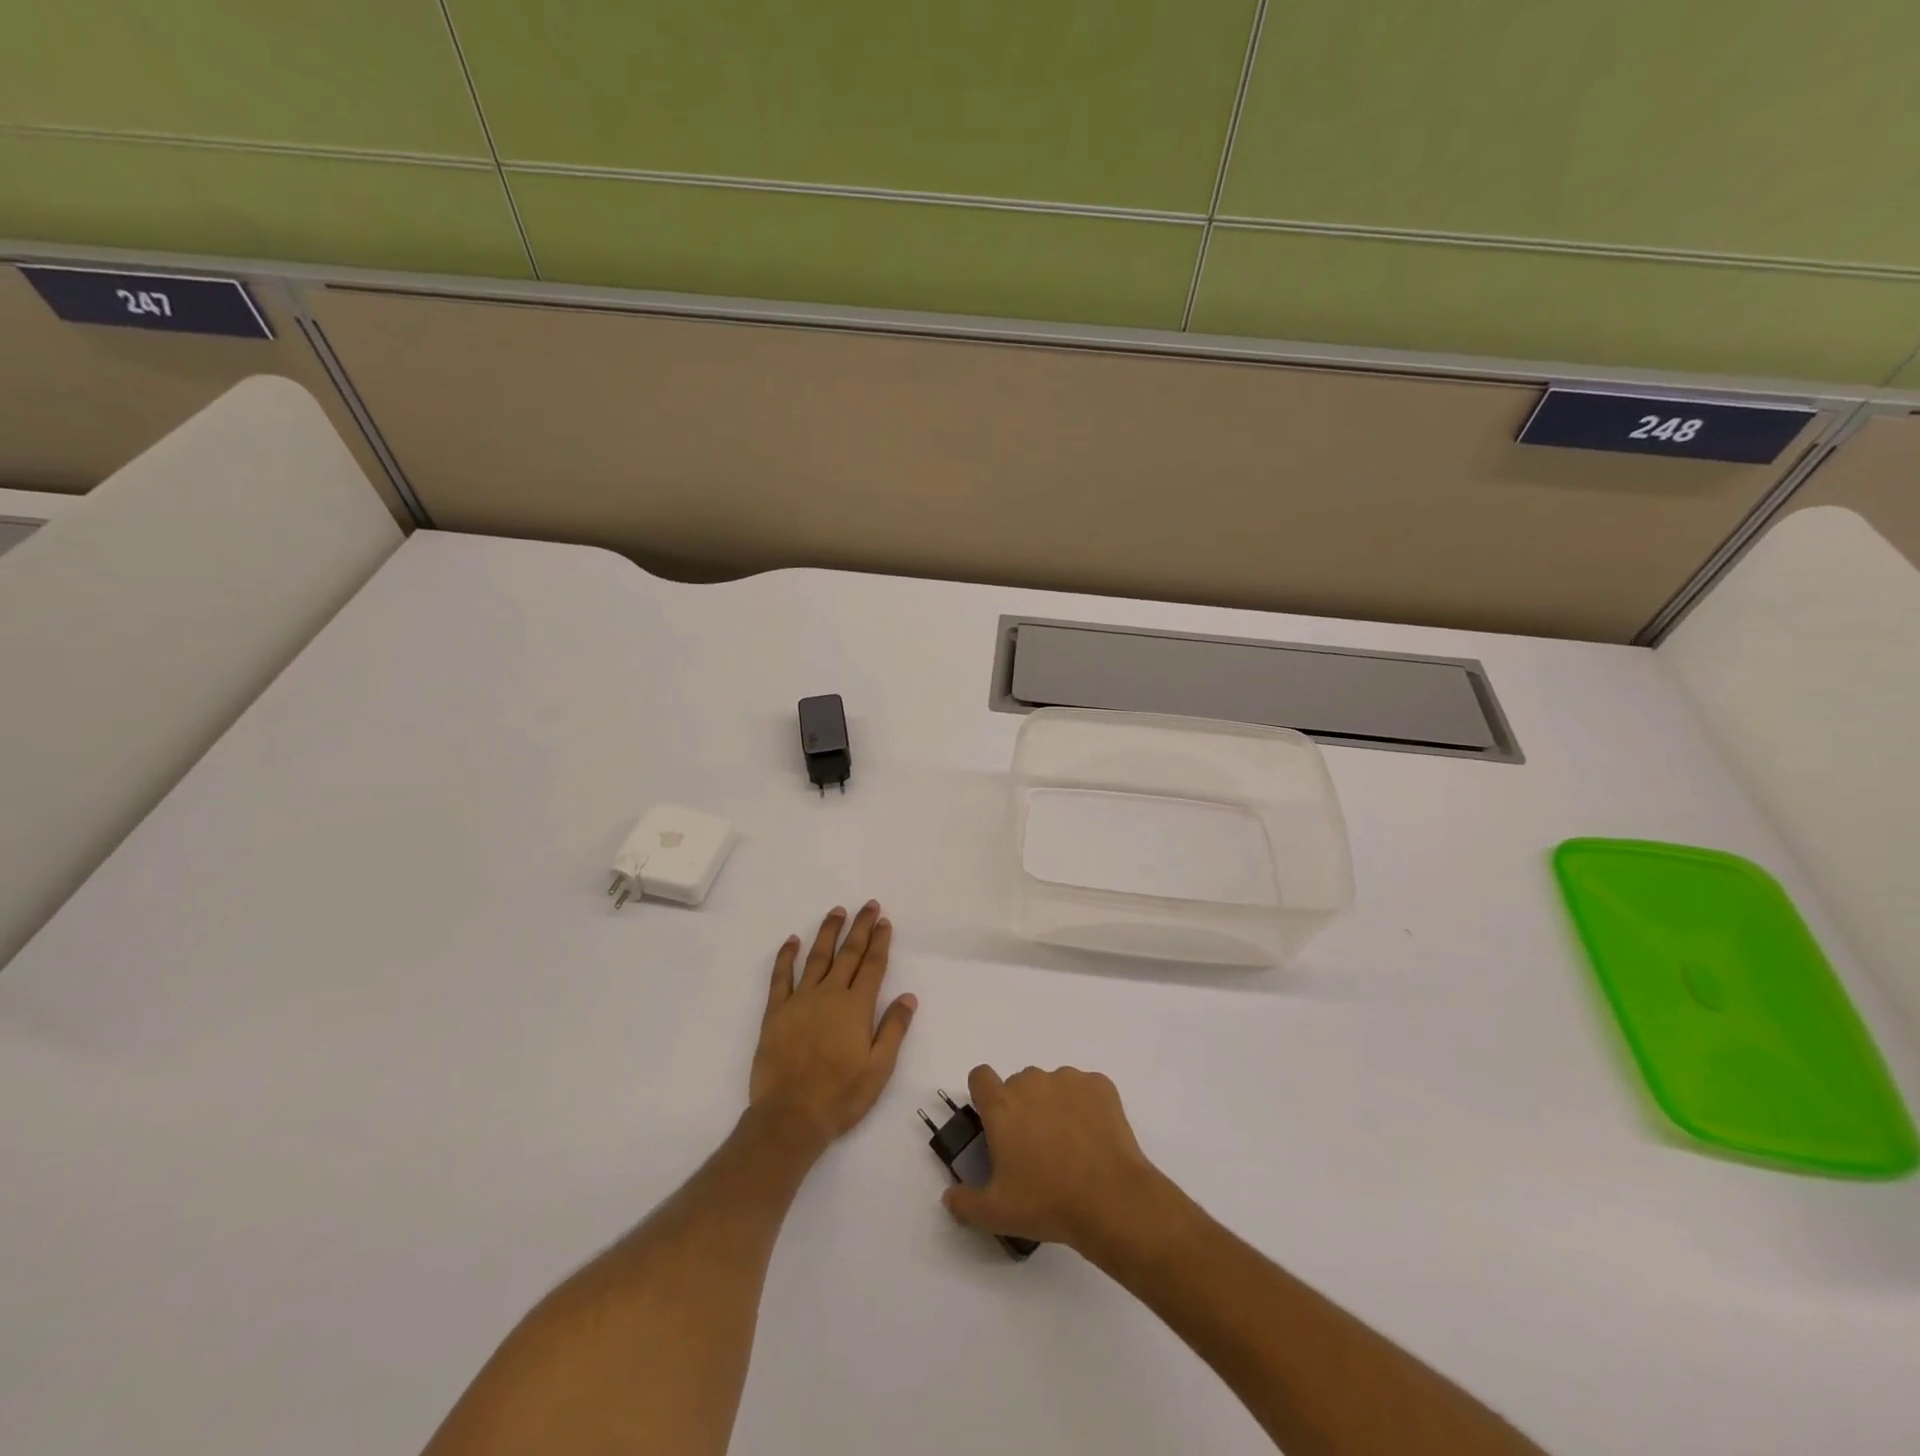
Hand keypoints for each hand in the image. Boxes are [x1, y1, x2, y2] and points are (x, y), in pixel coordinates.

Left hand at [749, 902, 915, 1150]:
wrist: (790, 1116)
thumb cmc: (841, 1095)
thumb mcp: (879, 1068)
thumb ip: (893, 1029)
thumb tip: (908, 996)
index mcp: (856, 1007)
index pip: (872, 965)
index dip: (879, 942)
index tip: (884, 921)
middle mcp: (829, 994)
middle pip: (848, 954)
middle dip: (860, 927)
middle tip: (868, 905)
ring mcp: (800, 1001)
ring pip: (817, 957)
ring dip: (828, 933)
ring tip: (837, 911)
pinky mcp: (775, 1012)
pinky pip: (780, 977)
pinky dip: (786, 957)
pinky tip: (792, 941)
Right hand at [941, 1065, 1170, 1254]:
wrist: (1111, 1199)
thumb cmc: (1047, 1203)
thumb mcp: (997, 1214)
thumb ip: (965, 1203)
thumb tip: (949, 1197)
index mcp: (1002, 1105)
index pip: (980, 1076)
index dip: (984, 1095)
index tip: (994, 1121)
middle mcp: (1031, 1082)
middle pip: (1019, 1084)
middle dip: (1022, 1107)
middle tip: (1035, 1147)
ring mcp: (1068, 1079)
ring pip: (1052, 1085)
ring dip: (1054, 1105)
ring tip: (1070, 1145)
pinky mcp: (1099, 1084)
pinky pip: (1085, 1088)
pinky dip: (1086, 1106)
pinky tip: (1094, 1138)